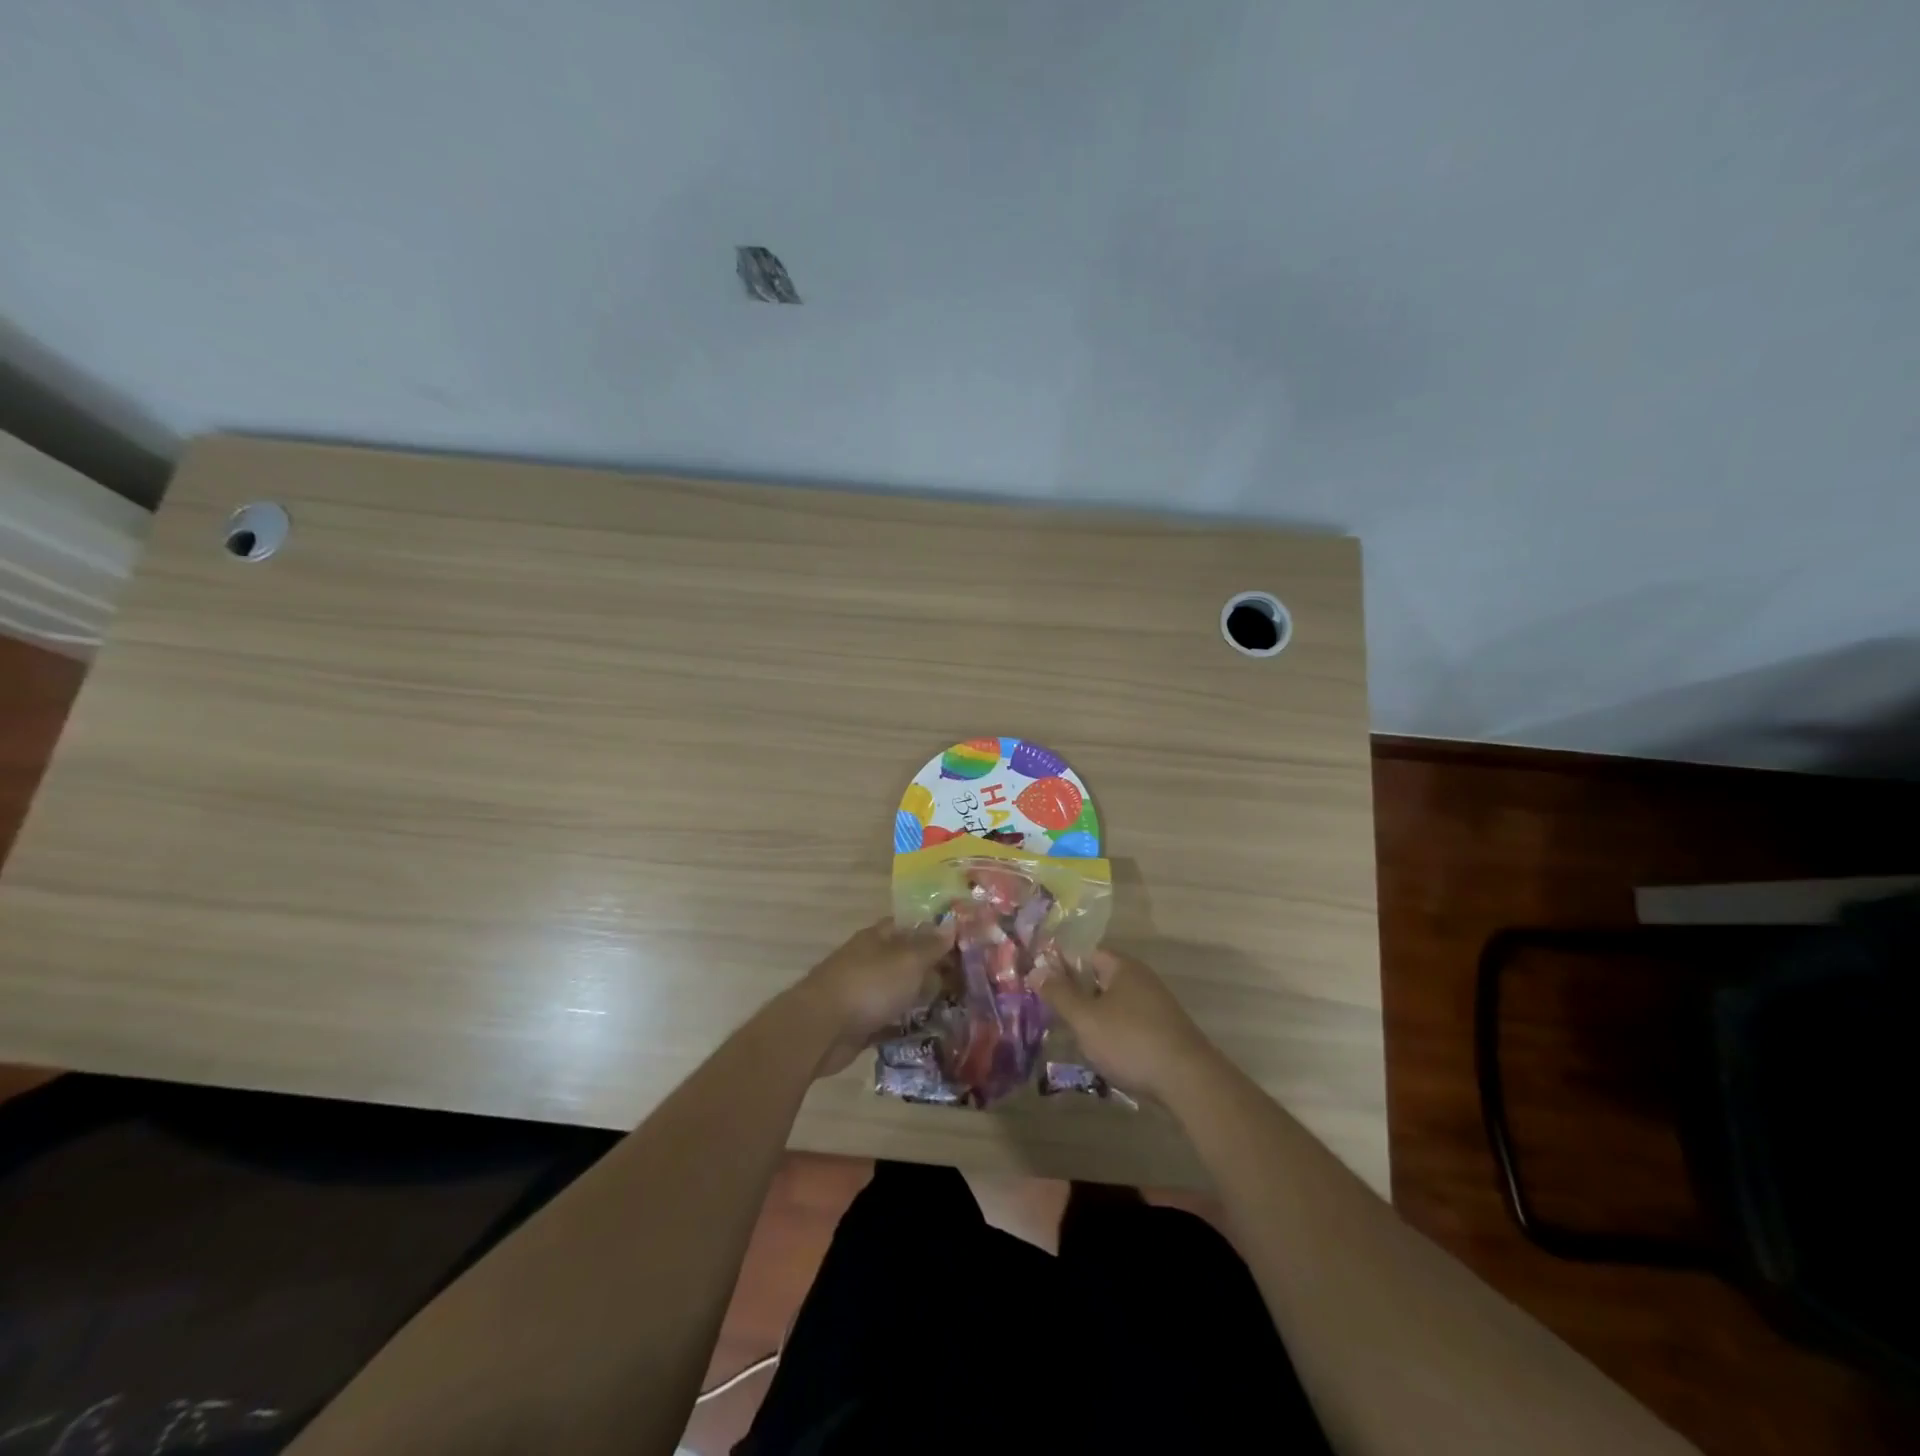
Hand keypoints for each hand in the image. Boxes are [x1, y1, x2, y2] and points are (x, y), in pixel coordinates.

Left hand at [797, 918, 955, 1076]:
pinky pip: (888, 1020)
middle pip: (904, 960)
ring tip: (953, 1008)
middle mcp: (868, 961)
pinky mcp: (858, 1023)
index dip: (933, 932)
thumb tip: (951, 924)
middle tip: (965, 981)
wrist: (821, 1029)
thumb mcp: (908, 960)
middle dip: (930, 969)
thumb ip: (931, 945)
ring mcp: (861, 992)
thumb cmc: (868, 985)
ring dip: (918, 998)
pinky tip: (928, 1031)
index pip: (909, 926)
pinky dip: (904, 1025)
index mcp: (877, 938)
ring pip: (897, 991)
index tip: (961, 944)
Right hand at [1037, 947, 1220, 1100]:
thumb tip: (1036, 970)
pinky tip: (1105, 1055)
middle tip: (1054, 1014)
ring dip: (1095, 1018)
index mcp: (1122, 967)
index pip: (1086, 953)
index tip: (1042, 983)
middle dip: (1078, 995)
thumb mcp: (1086, 1019)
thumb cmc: (1130, 1041)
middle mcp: (1141, 979)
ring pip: (1114, 1005)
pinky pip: (1130, 1024)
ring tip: (1075, 1039)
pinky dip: (1115, 1034)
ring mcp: (1156, 1005)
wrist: (1188, 1080)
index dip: (1063, 965)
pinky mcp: (1164, 1031)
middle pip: (1100, 979)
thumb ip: (1059, 994)